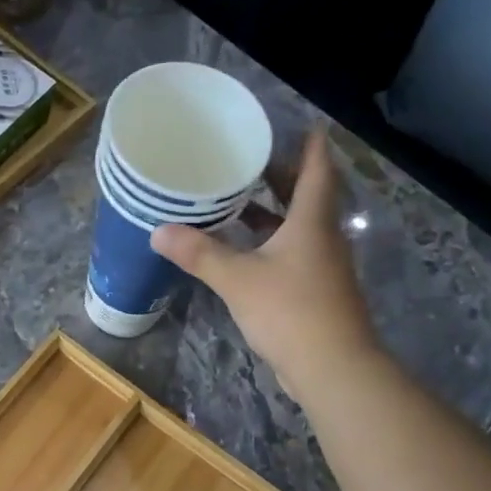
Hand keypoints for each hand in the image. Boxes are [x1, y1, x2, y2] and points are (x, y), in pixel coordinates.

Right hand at [153, 128, 379, 401]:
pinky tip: (246, 251)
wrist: (332, 366)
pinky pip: (294, 253)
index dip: (310, 146)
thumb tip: (158, 232)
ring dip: (275, 212)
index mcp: (311, 221)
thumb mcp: (238, 279)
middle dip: (283, 177)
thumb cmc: (290, 310)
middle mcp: (323, 237)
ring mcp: (322, 266)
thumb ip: (200, 254)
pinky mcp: (316, 292)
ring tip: (241, 200)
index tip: (302, 124)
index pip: (317, 169)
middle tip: (252, 159)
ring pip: (300, 227)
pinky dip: (272, 242)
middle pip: (308, 196)